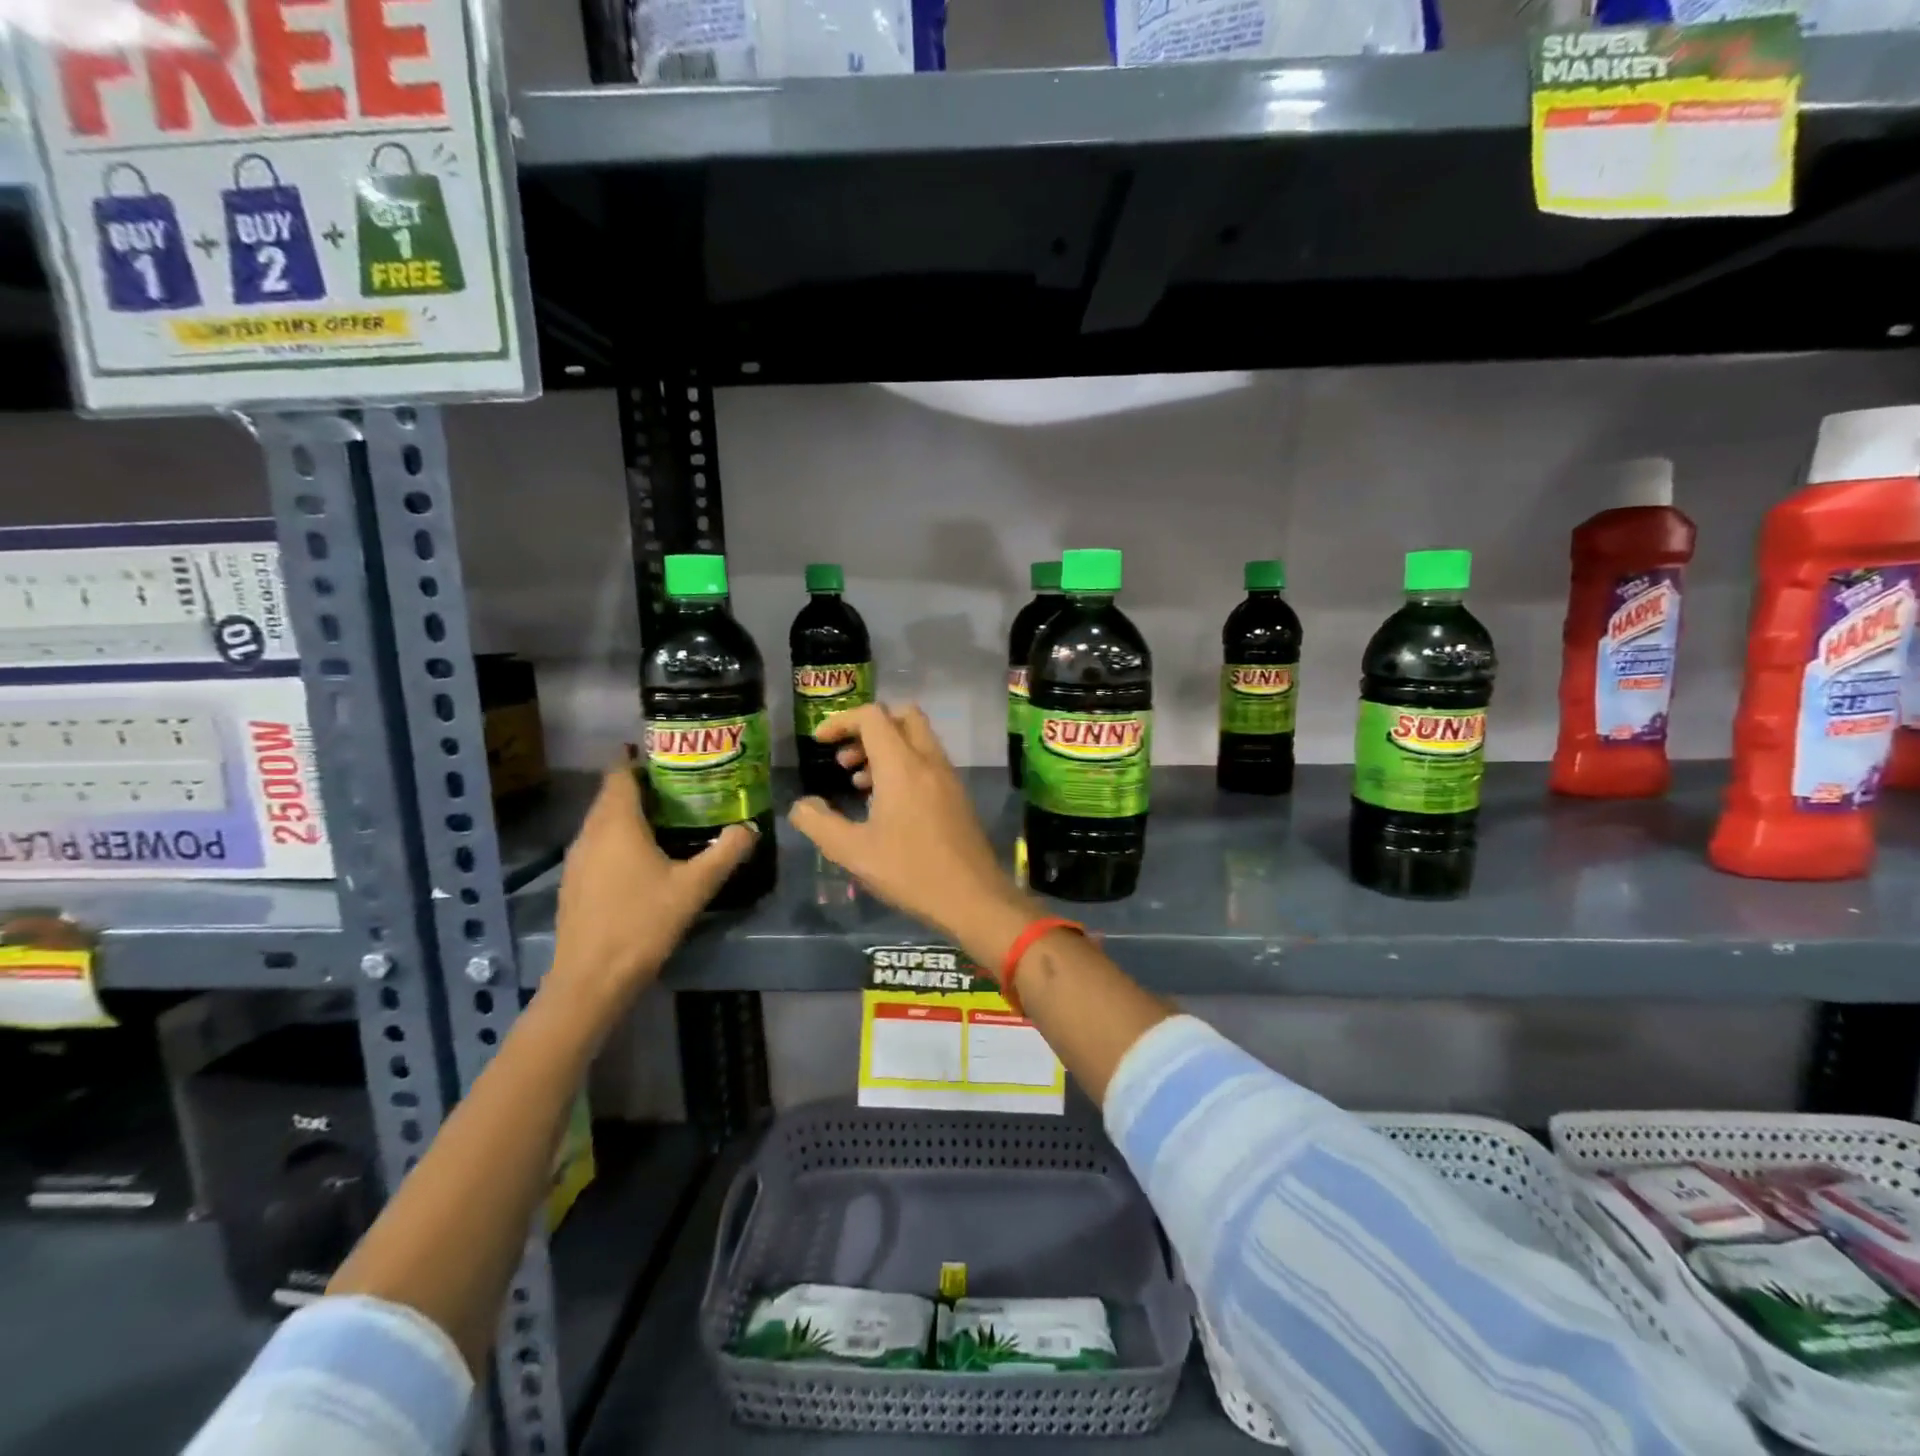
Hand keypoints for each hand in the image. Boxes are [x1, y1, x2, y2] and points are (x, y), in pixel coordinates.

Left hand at [548, 766, 755, 1007]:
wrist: (591, 979)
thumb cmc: (643, 923)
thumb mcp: (694, 887)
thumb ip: (725, 853)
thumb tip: (750, 828)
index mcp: (617, 824)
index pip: (620, 774)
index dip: (637, 759)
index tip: (665, 752)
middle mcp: (590, 834)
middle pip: (610, 796)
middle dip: (639, 785)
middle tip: (678, 784)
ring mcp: (577, 860)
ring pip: (601, 822)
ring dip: (628, 813)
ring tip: (666, 816)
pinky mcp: (574, 883)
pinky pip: (596, 845)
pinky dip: (617, 838)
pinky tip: (642, 857)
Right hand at [789, 705, 1033, 961]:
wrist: (973, 898)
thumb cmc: (910, 872)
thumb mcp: (853, 853)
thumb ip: (820, 824)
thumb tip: (801, 806)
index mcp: (902, 765)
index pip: (872, 716)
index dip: (841, 721)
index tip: (820, 743)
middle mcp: (929, 761)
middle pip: (902, 716)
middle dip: (869, 727)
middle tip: (846, 757)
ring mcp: (948, 777)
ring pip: (918, 739)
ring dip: (886, 748)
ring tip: (858, 783)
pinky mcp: (958, 796)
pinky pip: (928, 762)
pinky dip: (905, 766)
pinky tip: (887, 804)